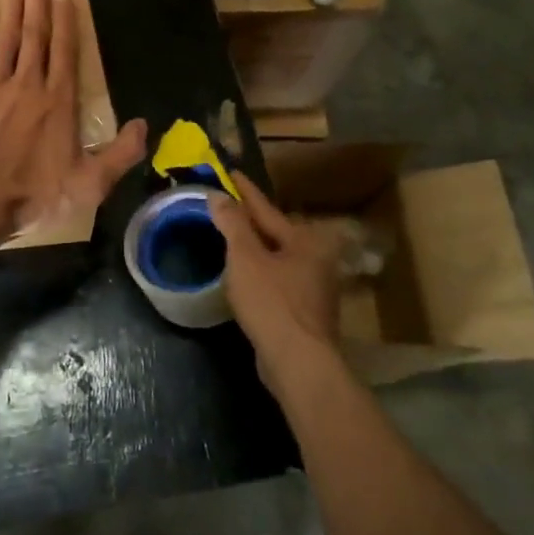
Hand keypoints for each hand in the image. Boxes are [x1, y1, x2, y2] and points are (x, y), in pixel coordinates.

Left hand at [0, 0, 147, 252]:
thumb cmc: (32, 194)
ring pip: (5, 38)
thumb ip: (120, 154)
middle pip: (34, 34)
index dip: (66, 19)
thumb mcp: (89, 184)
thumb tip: (144, 126)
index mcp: (57, 101)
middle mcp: (27, 84)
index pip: (64, 51)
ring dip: (10, 8)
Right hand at [211, 173, 344, 394]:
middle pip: (276, 232)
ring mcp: (314, 288)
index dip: (245, 191)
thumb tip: (218, 196)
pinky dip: (260, 271)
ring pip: (278, 257)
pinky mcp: (305, 312)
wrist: (298, 362)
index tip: (230, 172)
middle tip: (230, 205)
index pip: (266, 208)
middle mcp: (315, 259)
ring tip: (233, 237)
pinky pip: (277, 279)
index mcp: (303, 240)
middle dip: (253, 220)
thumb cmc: (272, 302)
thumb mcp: (245, 257)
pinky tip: (245, 275)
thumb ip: (232, 224)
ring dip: (256, 247)